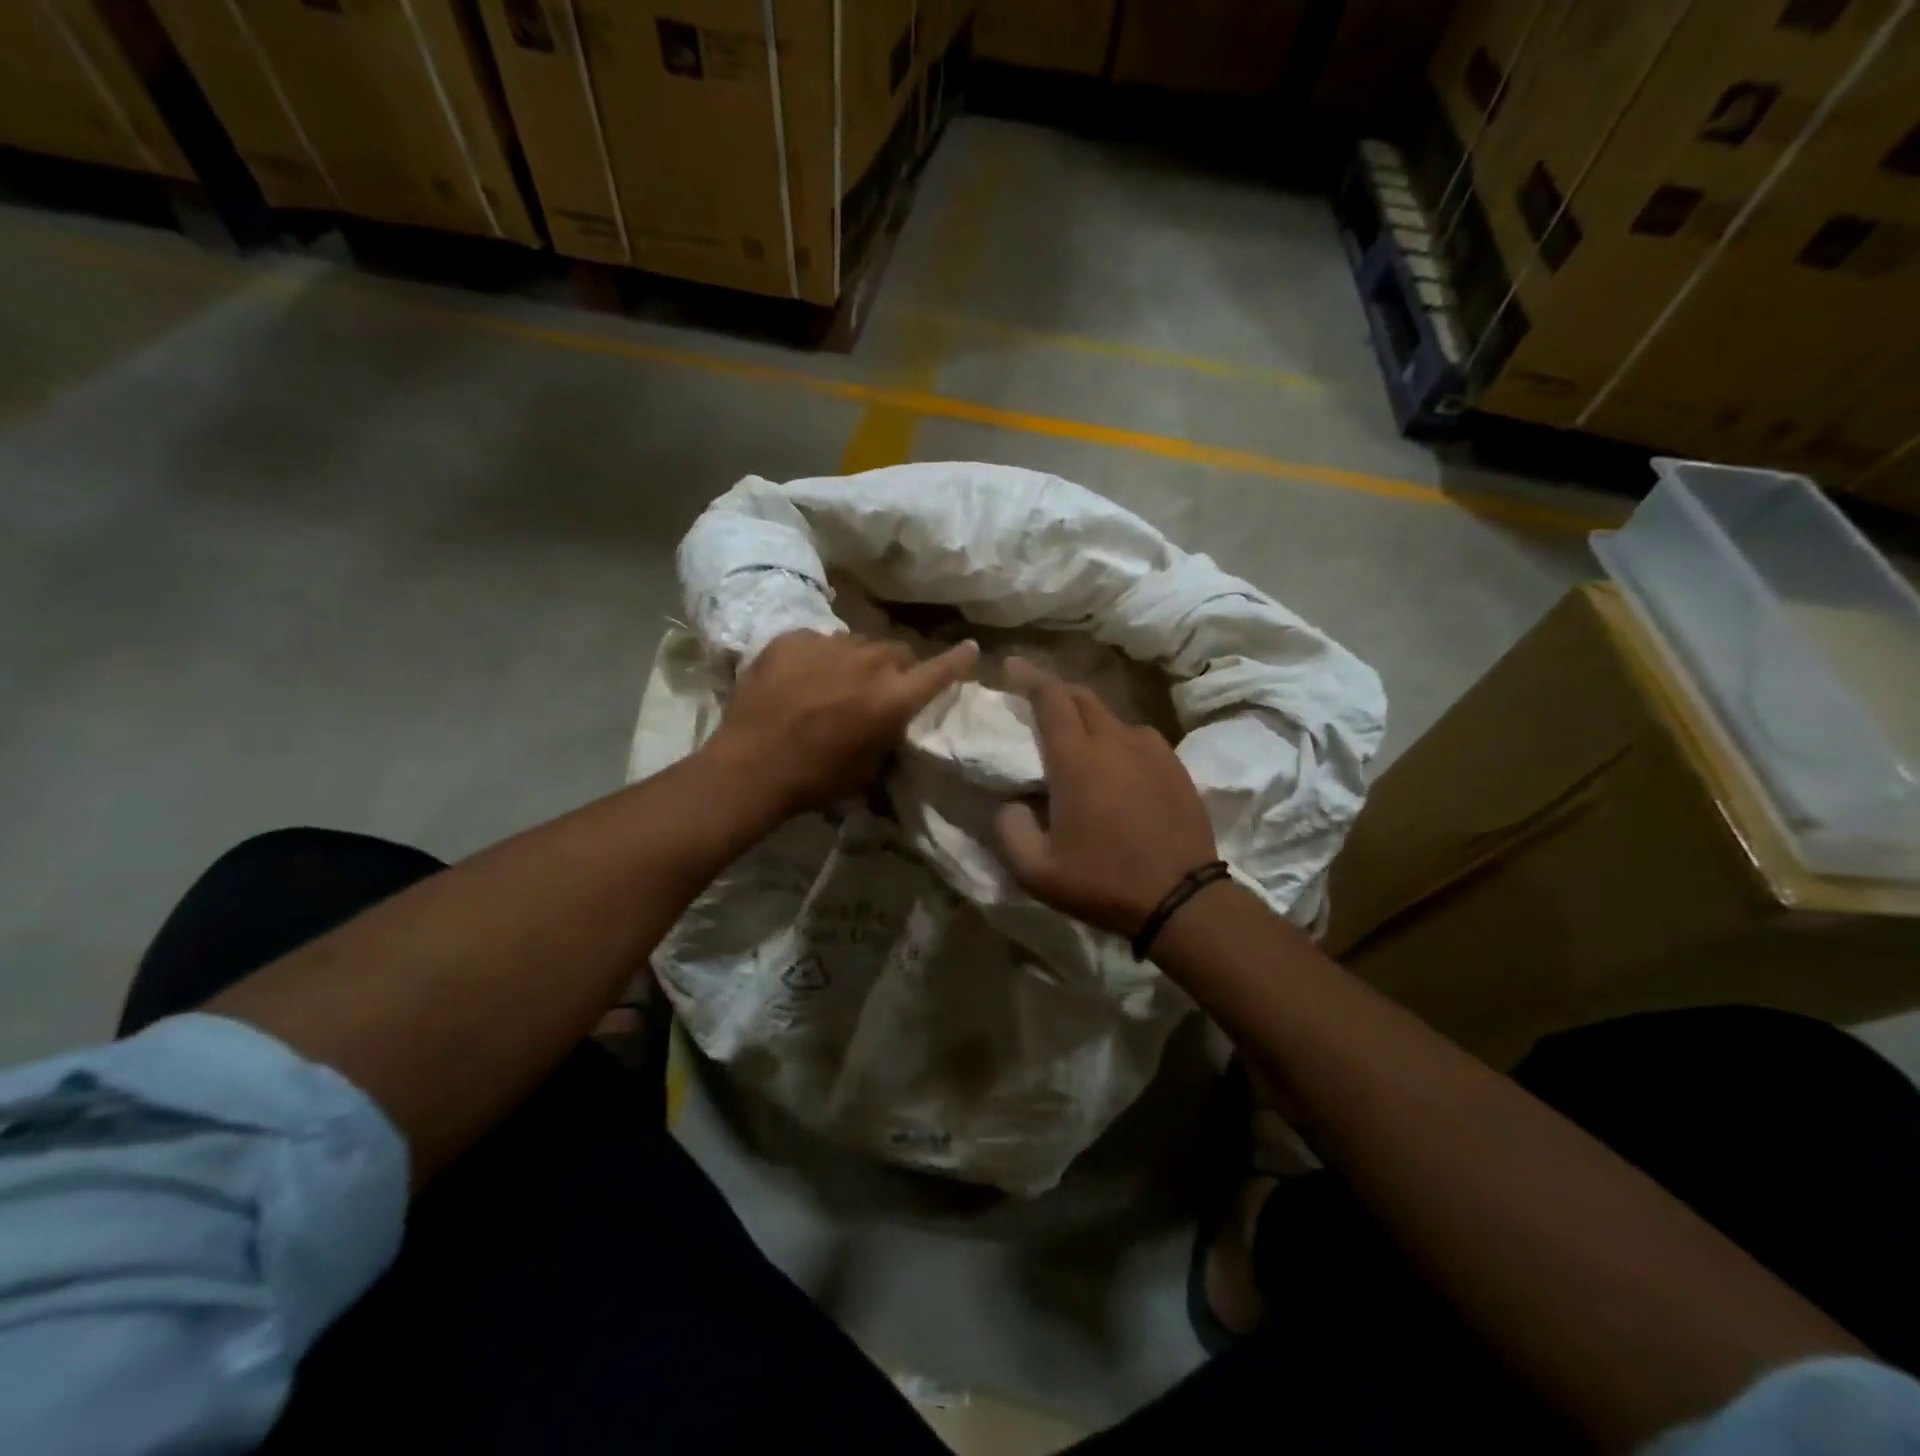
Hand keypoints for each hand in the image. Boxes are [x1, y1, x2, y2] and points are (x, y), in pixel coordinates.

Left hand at [710, 629, 978, 816]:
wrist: (751, 766)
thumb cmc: (817, 778)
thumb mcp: (870, 767)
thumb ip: (889, 732)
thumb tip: (892, 717)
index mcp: (893, 697)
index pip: (939, 670)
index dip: (958, 660)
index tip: (971, 648)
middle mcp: (868, 662)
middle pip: (896, 651)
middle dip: (894, 668)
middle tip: (876, 689)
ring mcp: (828, 645)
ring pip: (856, 644)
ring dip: (854, 661)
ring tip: (832, 684)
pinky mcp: (792, 638)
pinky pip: (817, 641)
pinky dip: (816, 658)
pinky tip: (798, 680)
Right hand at [994, 658, 1219, 936]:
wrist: (1183, 900)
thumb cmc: (1103, 882)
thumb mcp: (1036, 871)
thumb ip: (1010, 830)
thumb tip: (1012, 803)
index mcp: (1077, 759)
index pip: (1050, 697)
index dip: (1028, 676)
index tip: (1011, 666)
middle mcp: (1115, 741)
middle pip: (1082, 696)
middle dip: (1056, 691)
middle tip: (1036, 700)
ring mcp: (1151, 750)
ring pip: (1112, 717)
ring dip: (1088, 718)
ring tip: (1076, 740)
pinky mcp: (1175, 766)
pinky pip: (1138, 738)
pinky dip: (1117, 739)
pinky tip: (1116, 766)